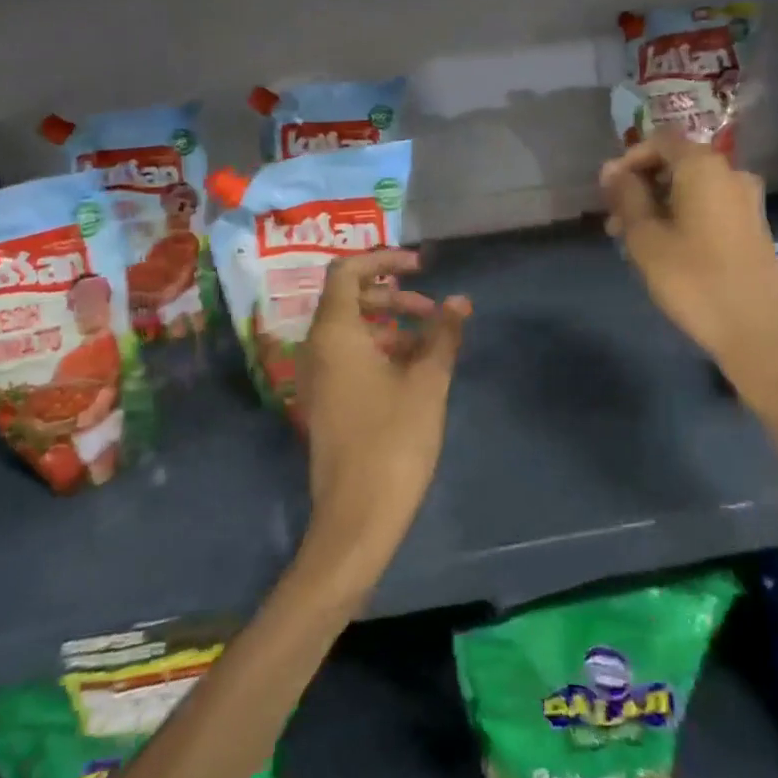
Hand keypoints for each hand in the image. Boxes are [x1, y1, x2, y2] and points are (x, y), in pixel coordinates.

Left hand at [298, 248, 469, 597]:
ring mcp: (317, 377)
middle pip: (350, 298)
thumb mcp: (428, 381)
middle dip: (394, 296)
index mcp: (334, 334)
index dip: (384, 259)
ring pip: (352, 329)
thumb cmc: (393, 440)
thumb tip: (460, 300)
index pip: (347, 272)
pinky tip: (414, 370)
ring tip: (431, 343)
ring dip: (391, 324)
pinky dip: (380, 349)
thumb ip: (443, 334)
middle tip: (432, 311)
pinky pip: (349, 356)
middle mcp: (317, 349)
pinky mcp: (326, 401)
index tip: (421, 268)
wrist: (357, 518)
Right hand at [600, 135, 777, 415]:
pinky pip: (710, 206)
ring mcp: (747, 200)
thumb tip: (612, 170)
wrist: (758, 331)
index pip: (660, 140)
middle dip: (642, 186)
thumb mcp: (645, 237)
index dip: (629, 159)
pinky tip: (667, 250)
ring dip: (660, 205)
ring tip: (635, 242)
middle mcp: (730, 173)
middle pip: (677, 163)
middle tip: (615, 222)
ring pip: (692, 188)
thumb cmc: (693, 279)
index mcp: (703, 166)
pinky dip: (684, 217)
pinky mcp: (754, 226)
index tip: (608, 192)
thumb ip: (626, 196)